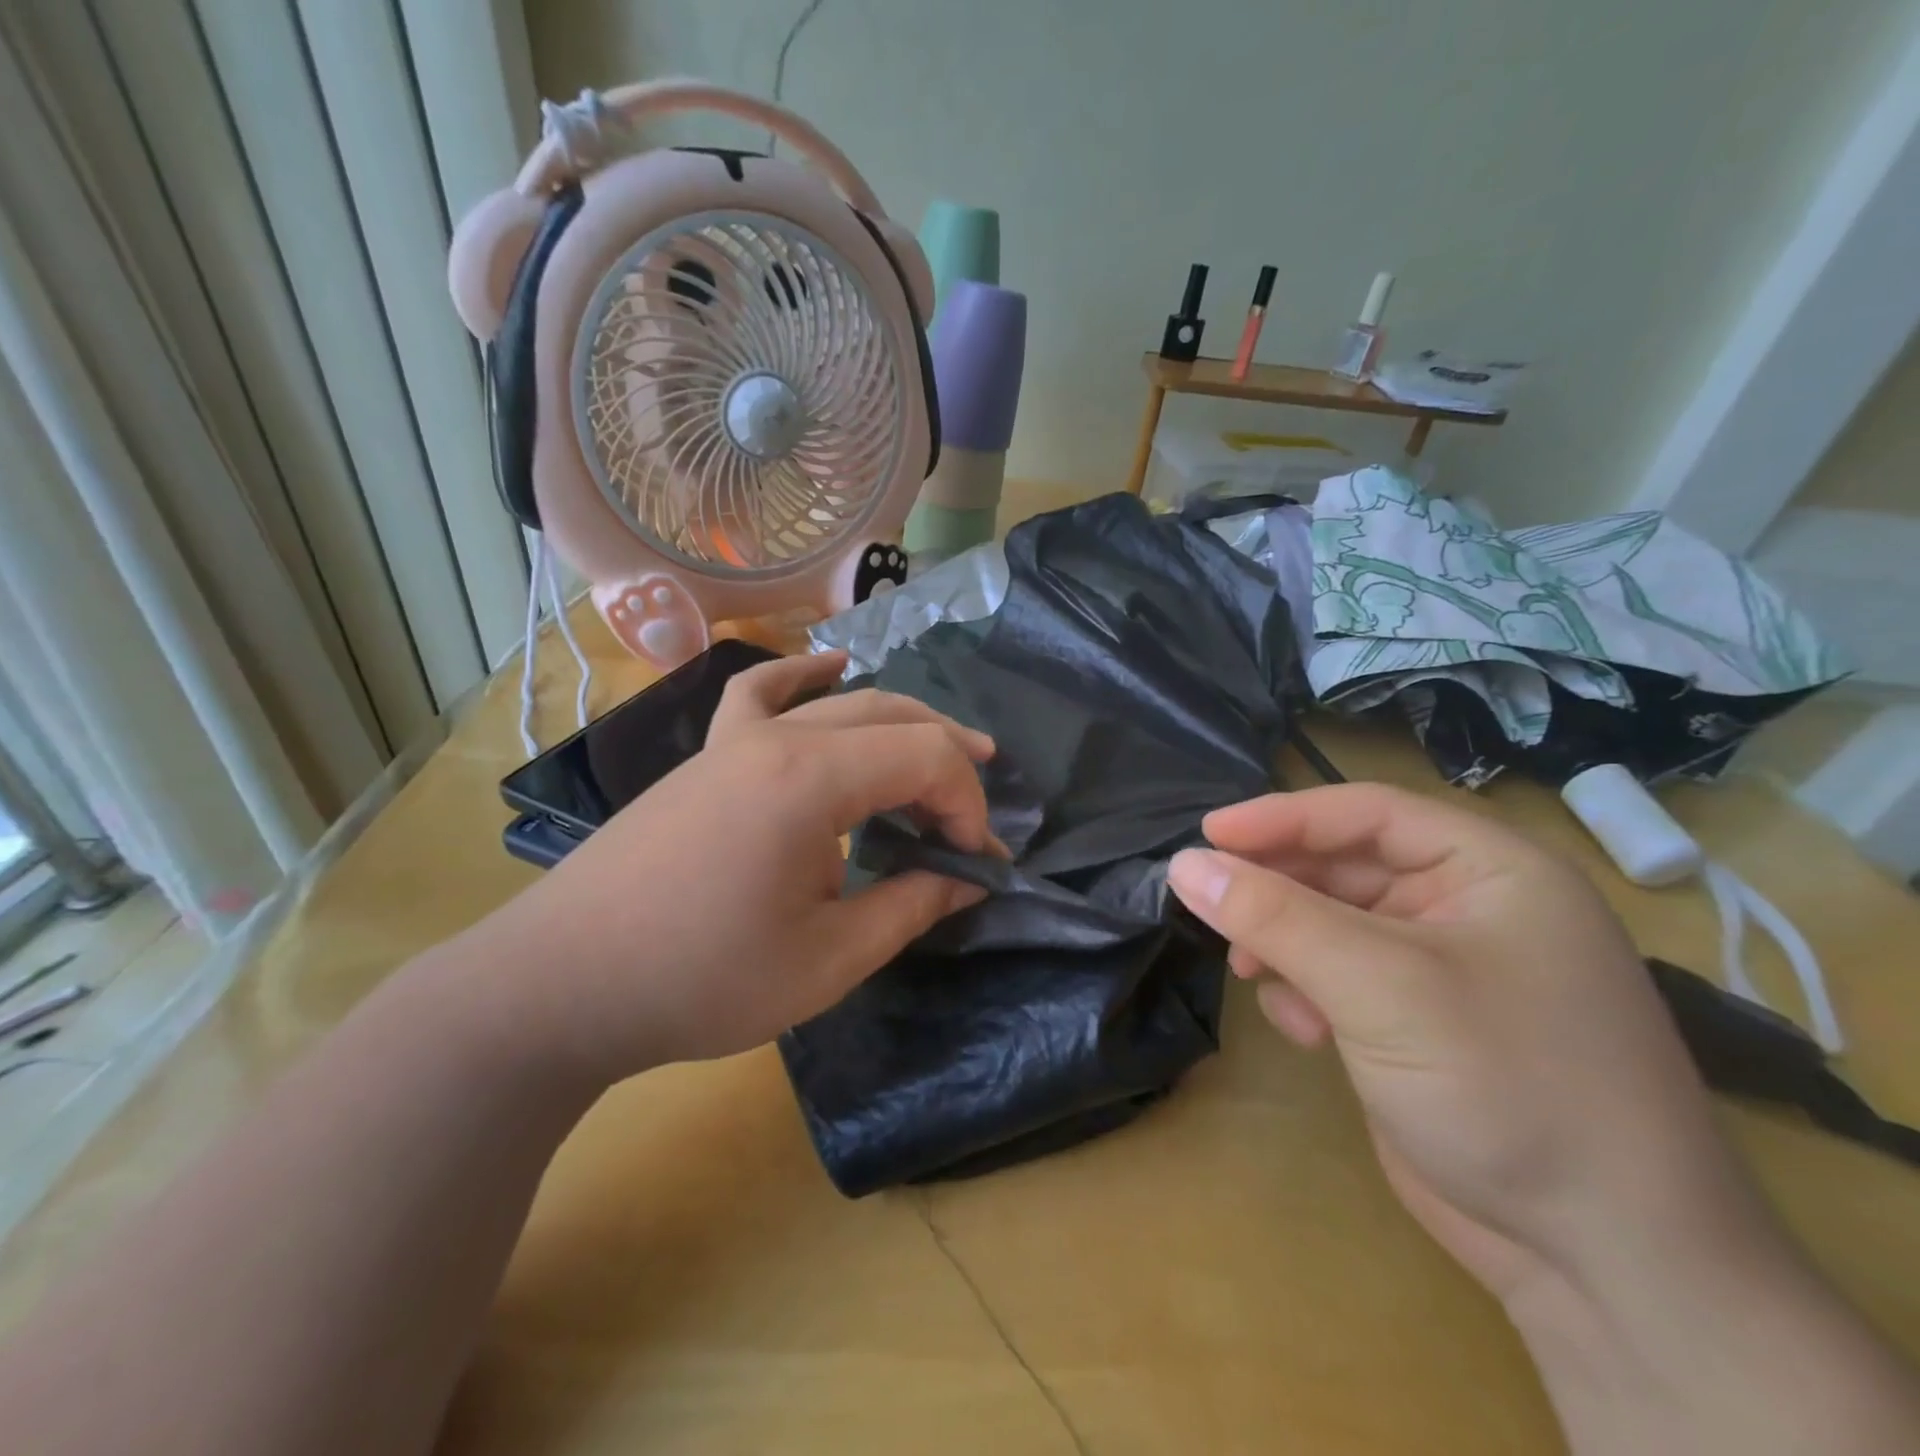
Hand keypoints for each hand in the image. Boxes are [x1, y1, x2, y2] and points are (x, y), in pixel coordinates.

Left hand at [465, 651, 998, 1080]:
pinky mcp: (707, 757)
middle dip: (949, 759)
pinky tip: (829, 665)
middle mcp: (777, 739)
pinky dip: (802, 675)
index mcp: (811, 780)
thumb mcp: (829, 959)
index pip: (925, 758)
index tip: (976, 863)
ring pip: (841, 704)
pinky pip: (760, 694)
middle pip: (892, 717)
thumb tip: (967, 878)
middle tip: (978, 809)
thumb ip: (910, 906)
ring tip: (945, 747)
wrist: (565, 983)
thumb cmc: (702, 979)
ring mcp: (734, 740)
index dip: (967, 805)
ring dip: (901, 722)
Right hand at [1166, 783, 1763, 1303]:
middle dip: (1277, 889)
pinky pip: (1338, 977)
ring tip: (1251, 970)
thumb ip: (1274, 917)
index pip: (1366, 813)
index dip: (1282, 817)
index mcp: (1492, 871)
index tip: (1205, 835)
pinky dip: (1306, 990)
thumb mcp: (1380, 986)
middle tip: (1211, 905)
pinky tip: (1302, 1029)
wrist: (1606, 1266)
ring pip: (1331, 924)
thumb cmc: (1506, 1085)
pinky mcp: (1416, 1024)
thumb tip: (1183, 864)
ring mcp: (1443, 970)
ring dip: (1284, 942)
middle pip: (1343, 867)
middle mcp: (1469, 908)